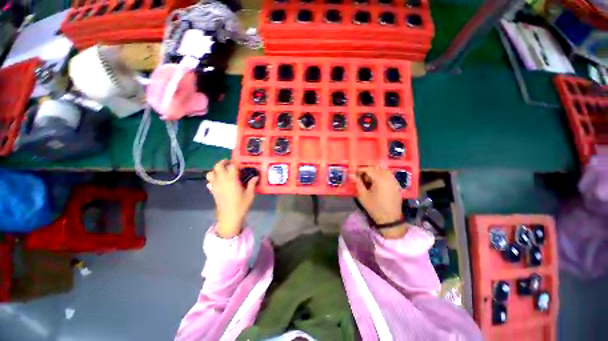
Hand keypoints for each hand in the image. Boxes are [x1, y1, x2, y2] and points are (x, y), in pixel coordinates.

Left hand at [206, 160, 258, 237]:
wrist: (230, 217)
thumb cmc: (241, 205)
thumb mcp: (250, 194)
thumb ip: (252, 184)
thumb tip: (256, 176)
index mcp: (232, 180)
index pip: (232, 166)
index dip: (236, 163)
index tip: (241, 164)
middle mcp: (222, 180)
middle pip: (218, 166)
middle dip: (223, 162)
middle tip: (229, 163)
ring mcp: (215, 186)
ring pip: (210, 173)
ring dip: (215, 170)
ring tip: (223, 172)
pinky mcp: (213, 192)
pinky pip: (209, 182)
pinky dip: (212, 180)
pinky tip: (219, 183)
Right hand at [351, 166, 407, 238]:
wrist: (390, 219)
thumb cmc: (374, 207)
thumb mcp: (363, 196)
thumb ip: (357, 183)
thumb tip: (351, 174)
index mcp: (380, 179)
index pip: (368, 169)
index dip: (360, 170)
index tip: (354, 173)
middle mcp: (388, 177)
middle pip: (376, 168)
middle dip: (368, 171)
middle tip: (361, 178)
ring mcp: (394, 181)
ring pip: (383, 170)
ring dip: (375, 172)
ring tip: (369, 181)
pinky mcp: (397, 185)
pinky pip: (389, 175)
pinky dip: (382, 176)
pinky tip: (377, 184)